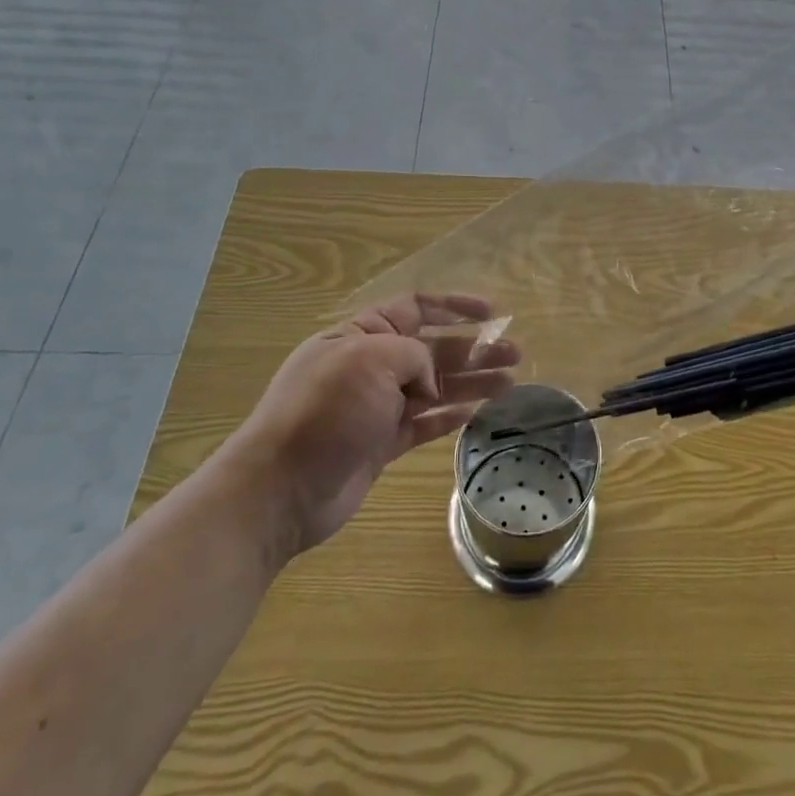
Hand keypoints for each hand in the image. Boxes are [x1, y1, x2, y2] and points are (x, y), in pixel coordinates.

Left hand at [223, 293, 518, 558]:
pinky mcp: (381, 444)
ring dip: (472, 381)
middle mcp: (371, 366)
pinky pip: (424, 423)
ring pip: (435, 387)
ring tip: (512, 382)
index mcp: (362, 335)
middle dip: (474, 348)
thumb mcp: (370, 360)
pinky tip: (478, 412)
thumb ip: (413, 356)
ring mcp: (376, 407)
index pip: (415, 307)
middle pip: (433, 348)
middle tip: (515, 353)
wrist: (279, 490)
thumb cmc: (325, 411)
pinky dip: (450, 416)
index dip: (454, 305)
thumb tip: (428, 382)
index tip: (492, 311)